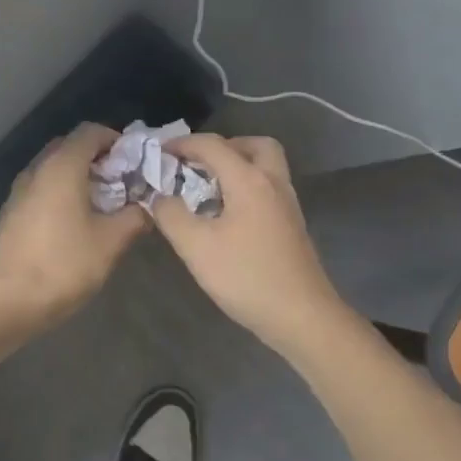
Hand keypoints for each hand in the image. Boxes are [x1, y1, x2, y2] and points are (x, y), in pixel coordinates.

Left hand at [0, 123, 149, 326]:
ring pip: (52, 169)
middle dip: (97, 158)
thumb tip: (146, 207)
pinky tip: (73, 221)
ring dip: (77, 176)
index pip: (89, 131)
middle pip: (69, 147)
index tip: (134, 161)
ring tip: (101, 203)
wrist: (8, 302)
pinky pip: (40, 189)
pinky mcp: (10, 213)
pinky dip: (60, 193)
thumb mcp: (110, 242)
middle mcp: (36, 170)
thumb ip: (133, 217)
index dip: (115, 140)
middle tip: (121, 182)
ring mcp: (18, 191)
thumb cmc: (64, 265)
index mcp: (62, 167)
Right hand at [150, 134, 353, 354]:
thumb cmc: (246, 277)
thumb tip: (160, 196)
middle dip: (223, 146)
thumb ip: (171, 215)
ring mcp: (287, 204)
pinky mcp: (291, 225)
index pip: (213, 145)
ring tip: (208, 188)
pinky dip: (247, 187)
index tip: (159, 152)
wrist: (302, 316)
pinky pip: (268, 188)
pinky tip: (227, 214)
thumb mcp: (196, 247)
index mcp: (249, 180)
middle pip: (254, 145)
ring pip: (266, 167)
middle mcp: (273, 182)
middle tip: (198, 164)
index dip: (183, 144)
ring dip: (238, 166)